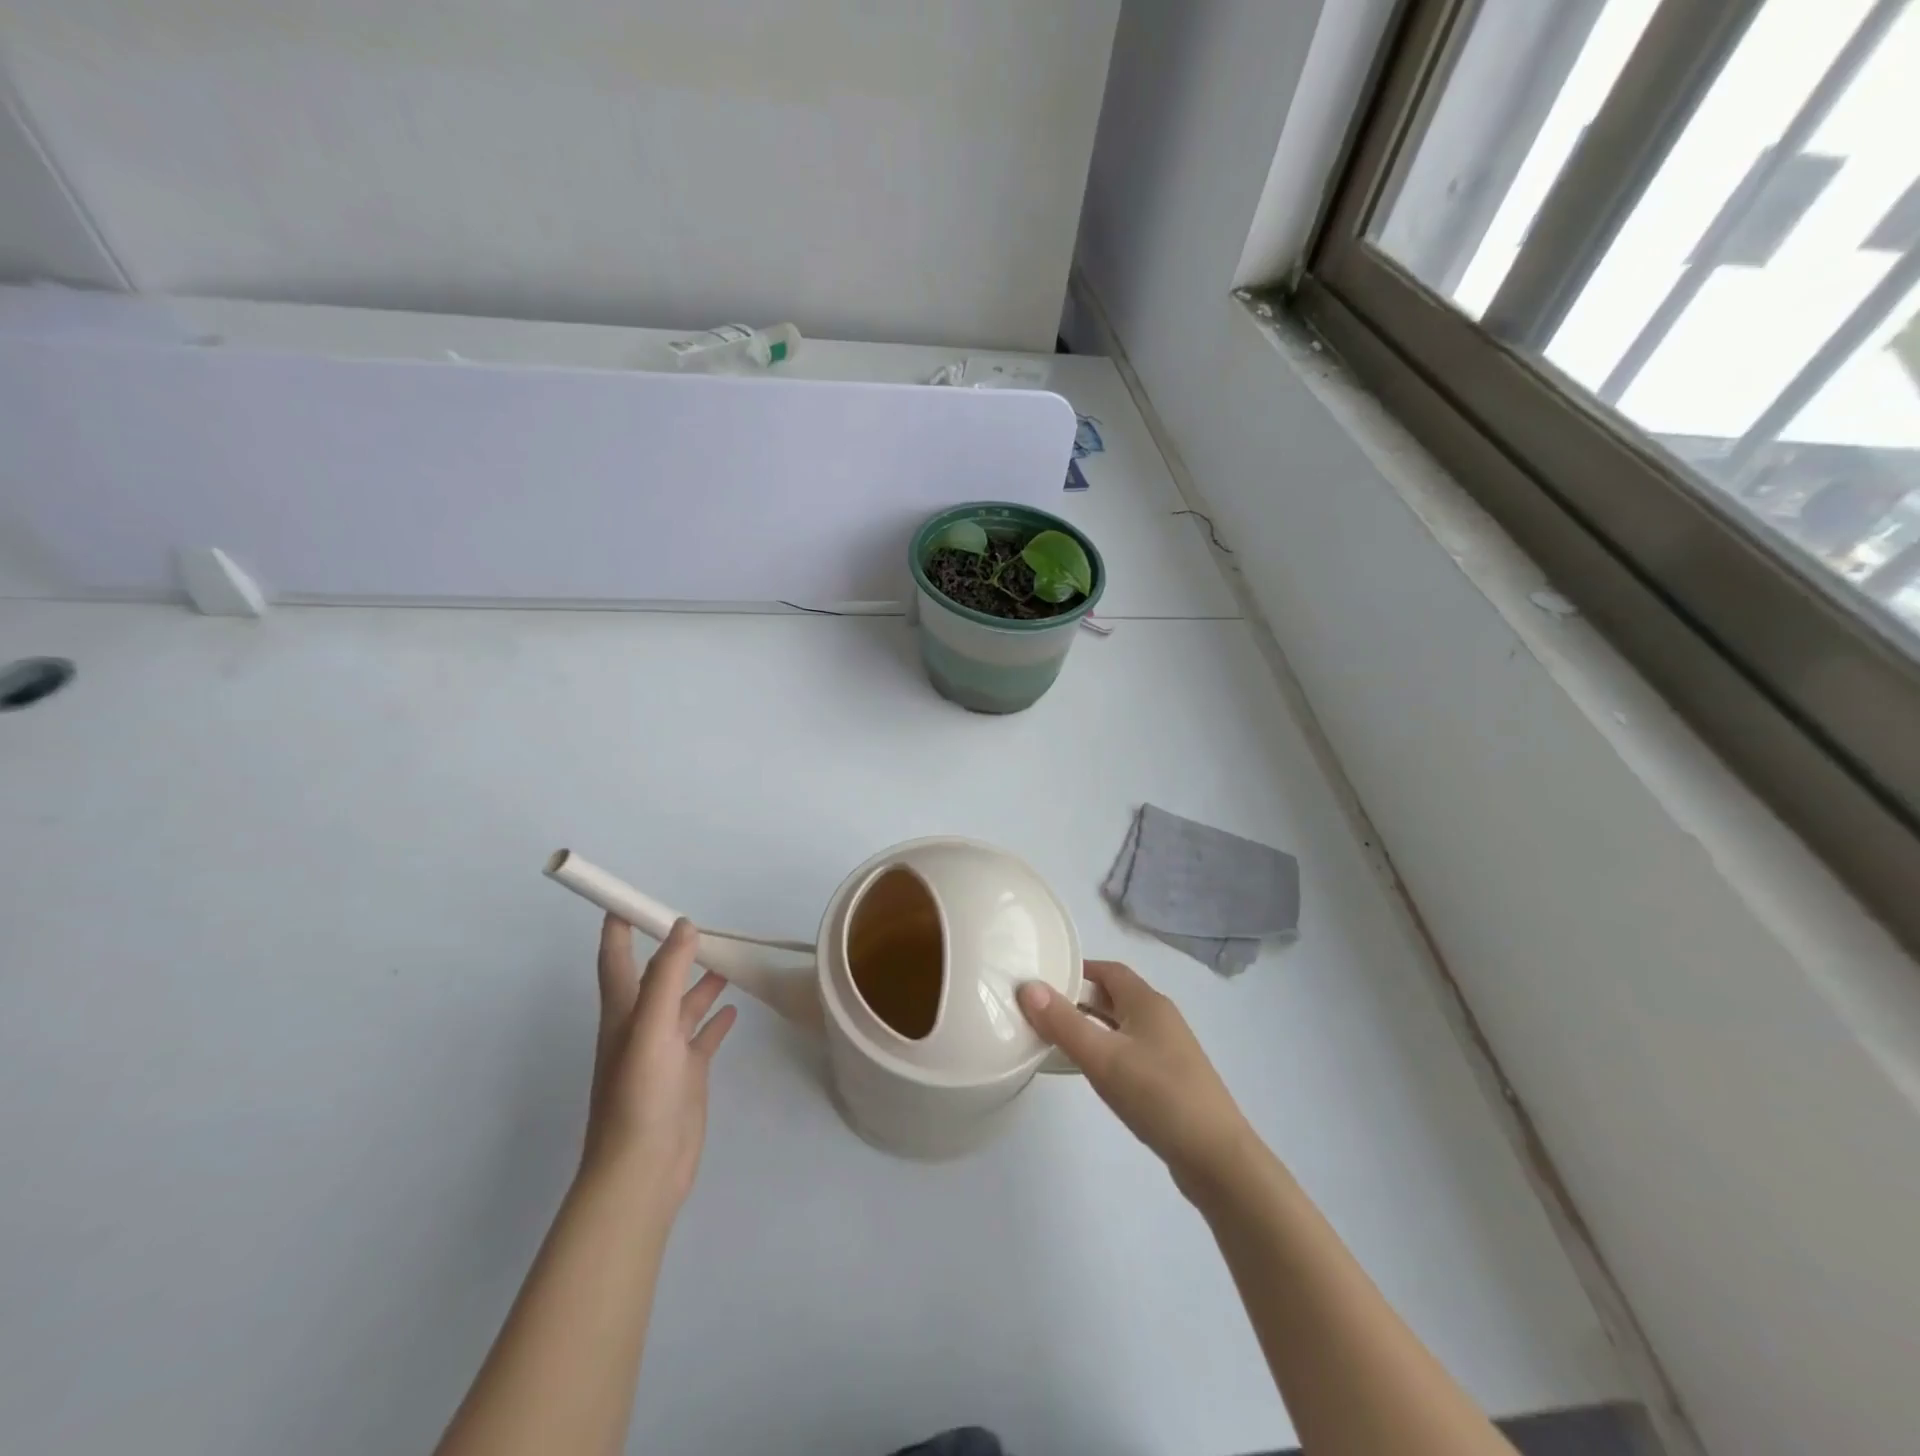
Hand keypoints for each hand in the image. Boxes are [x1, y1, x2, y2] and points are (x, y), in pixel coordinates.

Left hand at [582, 916, 737, 1216]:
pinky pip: (704, 1035)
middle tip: (700, 922)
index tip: (627, 897)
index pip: (616, 958)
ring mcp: (666, 1051)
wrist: (643, 1172)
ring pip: (684, 1002)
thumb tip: (683, 925)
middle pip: (656, 976)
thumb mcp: (650, 1029)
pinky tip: (734, 1007)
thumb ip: (666, 975)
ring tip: (727, 957)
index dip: (618, 927)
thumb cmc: (639, 1096)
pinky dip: (717, 1018)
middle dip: (672, 948)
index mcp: (623, 1012)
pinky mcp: (687, 1073)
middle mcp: (642, 1026)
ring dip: (701, 979)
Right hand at [1018, 961, 1253, 1195]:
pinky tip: (1091, 1072)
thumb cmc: (1158, 1096)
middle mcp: (1160, 1018)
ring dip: (1091, 1026)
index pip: (1108, 970)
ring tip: (1056, 1039)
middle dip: (1079, 998)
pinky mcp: (1171, 1079)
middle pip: (1114, 996)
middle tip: (1041, 1010)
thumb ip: (1063, 1022)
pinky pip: (1130, 1051)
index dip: (1077, 969)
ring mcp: (1169, 1050)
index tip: (1043, 979)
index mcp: (1148, 1002)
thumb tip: (1027, 986)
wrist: (1217, 1159)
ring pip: (1122, 1026)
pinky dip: (1106, 1051)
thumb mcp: (1103, 1057)